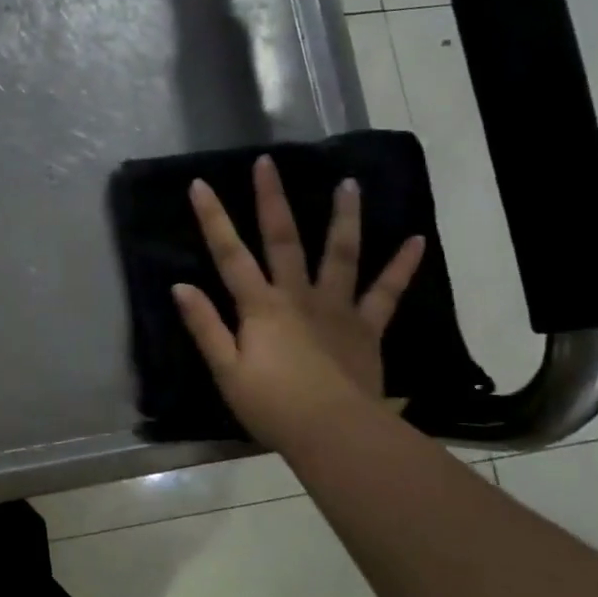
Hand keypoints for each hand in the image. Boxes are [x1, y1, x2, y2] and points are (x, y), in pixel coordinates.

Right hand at [171, 155, 425, 445]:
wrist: (335, 433)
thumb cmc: (272, 406)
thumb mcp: (226, 370)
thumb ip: (205, 326)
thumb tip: (181, 286)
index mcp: (260, 306)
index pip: (230, 254)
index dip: (213, 219)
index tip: (201, 184)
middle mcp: (298, 295)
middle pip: (283, 239)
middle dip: (271, 199)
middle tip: (268, 162)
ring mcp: (337, 308)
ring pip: (340, 254)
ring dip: (343, 217)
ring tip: (349, 184)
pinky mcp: (367, 327)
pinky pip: (386, 292)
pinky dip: (401, 266)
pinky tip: (416, 240)